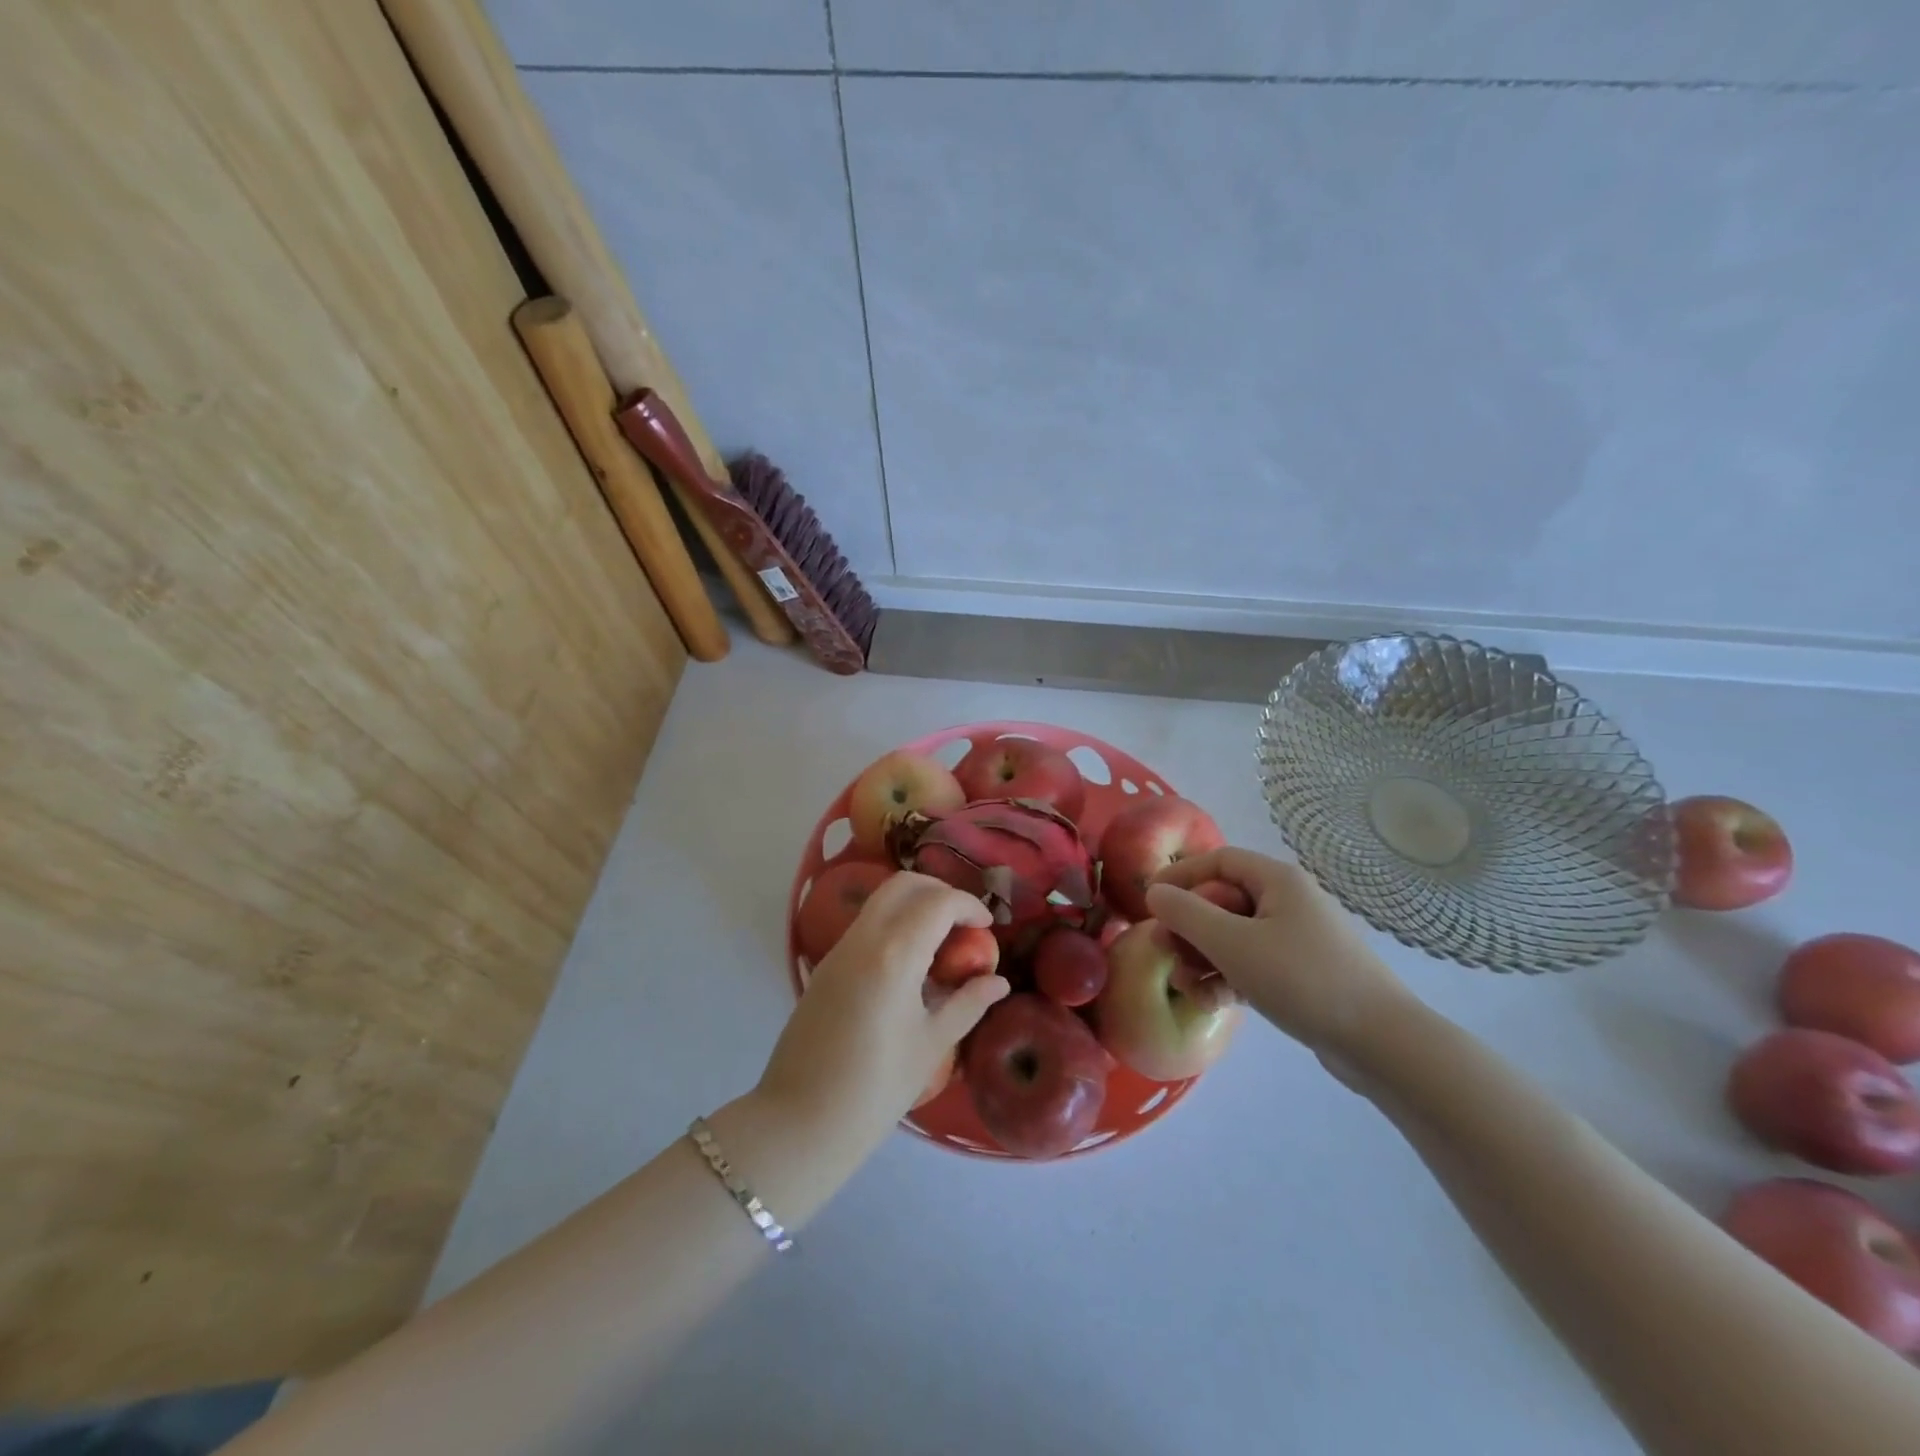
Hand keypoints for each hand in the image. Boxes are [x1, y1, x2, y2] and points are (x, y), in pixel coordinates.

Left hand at [757, 872, 1008, 1158]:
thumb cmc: (875, 1089)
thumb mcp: (931, 1045)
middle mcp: (863, 939)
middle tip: (964, 923)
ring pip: (880, 900)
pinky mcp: (825, 965)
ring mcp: (839, 950)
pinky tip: (910, 962)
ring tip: (941, 942)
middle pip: (903, 885)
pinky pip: (865, 925)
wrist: (800, 1122)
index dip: (968, 905)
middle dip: (939, 892)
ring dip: (914, 905)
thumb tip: (998, 981)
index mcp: (894, 955)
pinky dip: (893, 923)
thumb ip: (967, 1004)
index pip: (938, 903)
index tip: (988, 927)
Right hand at [1145, 848, 1410, 1063]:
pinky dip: (1228, 978)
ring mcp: (1296, 940)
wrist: (1381, 1044)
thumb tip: (1154, 892)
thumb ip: (1186, 914)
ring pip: (1233, 937)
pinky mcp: (1300, 974)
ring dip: (1204, 958)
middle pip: (1222, 901)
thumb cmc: (1302, 979)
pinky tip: (1212, 1004)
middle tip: (1163, 951)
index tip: (1149, 900)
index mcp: (1277, 881)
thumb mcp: (1233, 944)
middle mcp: (1287, 902)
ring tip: (1187, 987)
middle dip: (1188, 928)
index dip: (1180, 876)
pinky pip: (1251, 964)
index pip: (1218, 860)